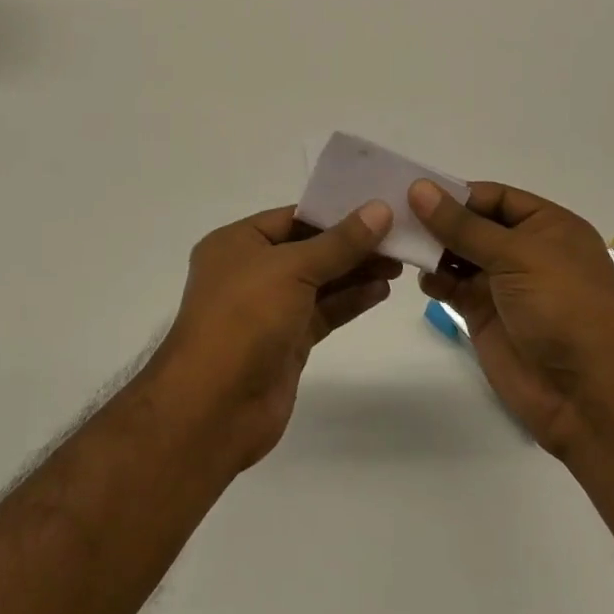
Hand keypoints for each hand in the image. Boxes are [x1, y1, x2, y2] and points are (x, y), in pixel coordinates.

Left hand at [150, 201, 398, 470]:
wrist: (215, 407)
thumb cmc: (244, 318)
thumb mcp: (292, 268)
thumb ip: (339, 242)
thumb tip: (380, 210)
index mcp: (237, 243)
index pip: (292, 217)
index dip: (334, 211)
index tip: (377, 206)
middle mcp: (250, 271)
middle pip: (308, 249)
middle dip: (351, 244)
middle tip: (397, 237)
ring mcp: (268, 309)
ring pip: (319, 282)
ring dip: (355, 272)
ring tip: (398, 262)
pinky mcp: (286, 342)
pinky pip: (323, 312)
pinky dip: (350, 301)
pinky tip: (381, 290)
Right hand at [410, 180, 613, 457]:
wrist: (584, 394)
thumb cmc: (562, 308)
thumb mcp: (516, 256)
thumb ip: (463, 225)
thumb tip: (418, 188)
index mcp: (548, 226)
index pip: (495, 197)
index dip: (459, 194)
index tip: (416, 192)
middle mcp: (526, 250)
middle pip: (473, 224)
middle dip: (440, 220)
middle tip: (395, 214)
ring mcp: (504, 284)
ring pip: (459, 254)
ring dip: (433, 248)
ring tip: (401, 244)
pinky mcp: (485, 313)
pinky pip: (453, 286)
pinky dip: (435, 280)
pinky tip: (423, 279)